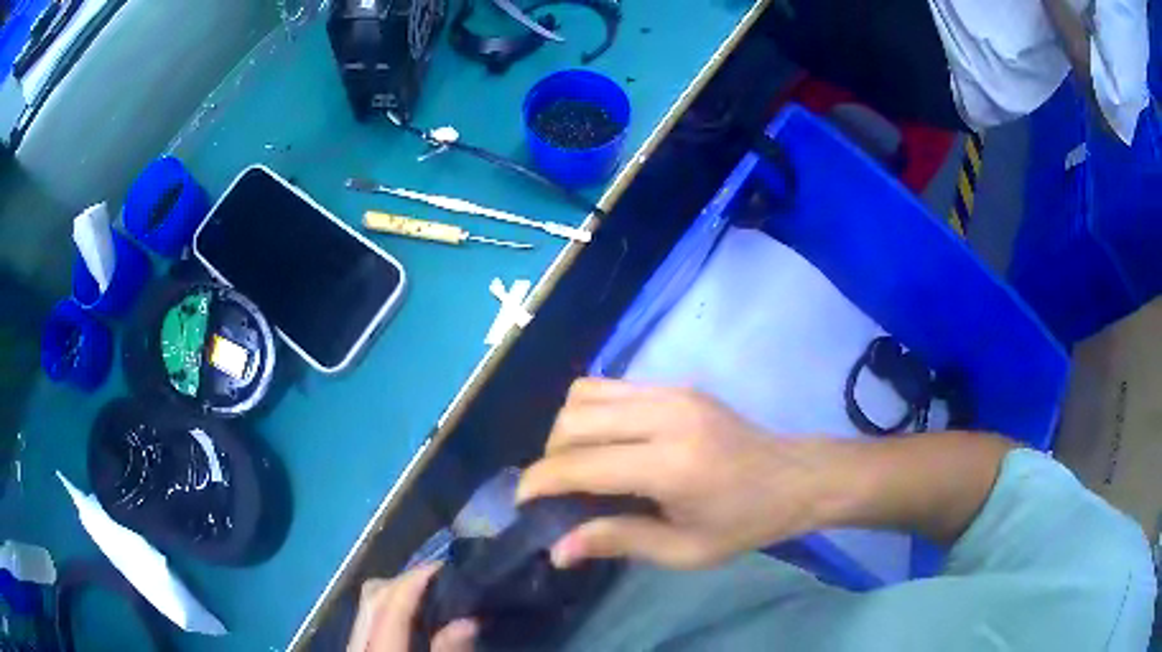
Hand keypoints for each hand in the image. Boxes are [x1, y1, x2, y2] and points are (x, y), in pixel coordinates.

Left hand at [346, 564, 476, 651]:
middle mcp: (358, 639)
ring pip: (366, 601)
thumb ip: (448, 651)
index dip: (415, 580)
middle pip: (373, 594)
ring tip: (429, 590)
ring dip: (395, 590)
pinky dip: (388, 605)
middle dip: (404, 580)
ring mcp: (353, 640)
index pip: (390, 605)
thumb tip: (469, 619)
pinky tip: (412, 611)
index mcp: (377, 648)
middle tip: (441, 576)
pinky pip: (368, 614)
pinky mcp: (358, 643)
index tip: (444, 564)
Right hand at [517, 379, 852, 569]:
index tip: (524, 504)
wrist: (796, 477)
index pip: (580, 465)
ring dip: (566, 429)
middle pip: (573, 419)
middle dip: (549, 456)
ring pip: (585, 392)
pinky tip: (605, 442)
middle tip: (557, 491)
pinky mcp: (677, 384)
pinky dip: (591, 412)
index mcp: (670, 465)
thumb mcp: (684, 550)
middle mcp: (665, 415)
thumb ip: (617, 541)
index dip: (540, 484)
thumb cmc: (744, 523)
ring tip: (577, 464)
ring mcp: (672, 392)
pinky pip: (611, 386)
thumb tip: (557, 549)